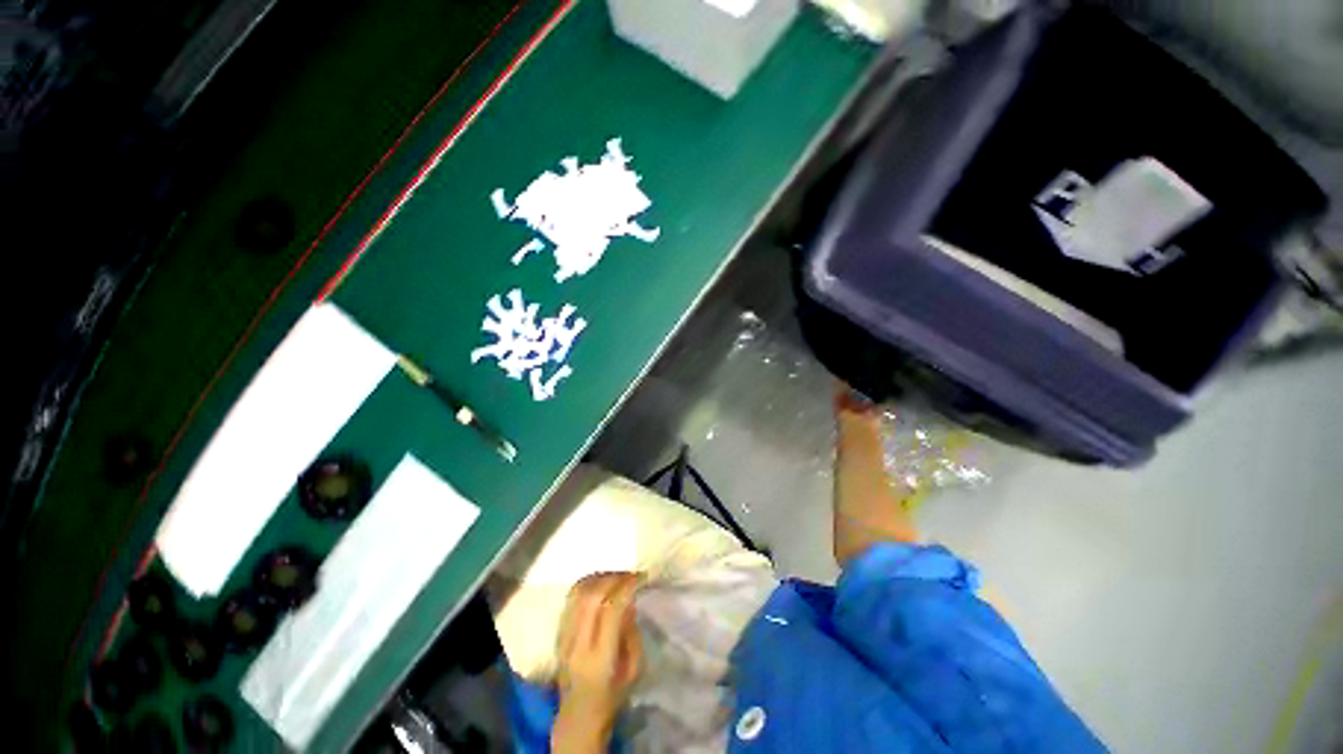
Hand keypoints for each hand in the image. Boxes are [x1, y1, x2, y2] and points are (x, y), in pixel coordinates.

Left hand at [552, 572, 641, 752]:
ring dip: (599, 577)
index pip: (611, 611)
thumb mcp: (634, 669)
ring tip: (615, 575)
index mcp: (599, 659)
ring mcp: (563, 638)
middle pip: (591, 597)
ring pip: (578, 594)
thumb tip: (629, 598)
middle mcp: (578, 645)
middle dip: (613, 578)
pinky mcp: (557, 633)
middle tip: (629, 573)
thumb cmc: (613, 694)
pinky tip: (599, 582)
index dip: (626, 587)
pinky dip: (586, 583)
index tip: (640, 577)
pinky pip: (570, 598)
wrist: (578, 715)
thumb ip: (631, 631)